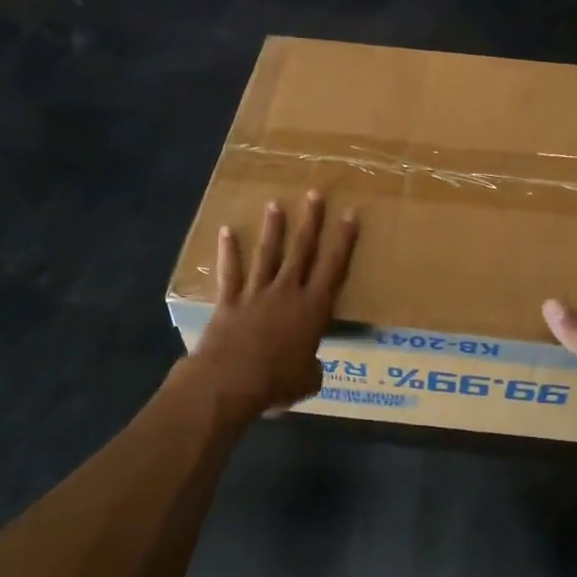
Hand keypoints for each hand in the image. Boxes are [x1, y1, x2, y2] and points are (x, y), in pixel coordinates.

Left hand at [187, 193, 357, 425]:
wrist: (229, 381)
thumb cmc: (276, 382)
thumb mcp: (307, 380)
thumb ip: (312, 367)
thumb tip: (311, 367)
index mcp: (313, 309)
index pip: (333, 268)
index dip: (343, 241)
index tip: (349, 214)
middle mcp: (287, 292)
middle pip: (302, 250)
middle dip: (311, 221)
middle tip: (315, 194)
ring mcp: (256, 293)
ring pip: (268, 253)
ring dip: (273, 228)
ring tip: (275, 204)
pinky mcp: (229, 301)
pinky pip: (230, 272)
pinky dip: (229, 251)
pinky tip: (227, 230)